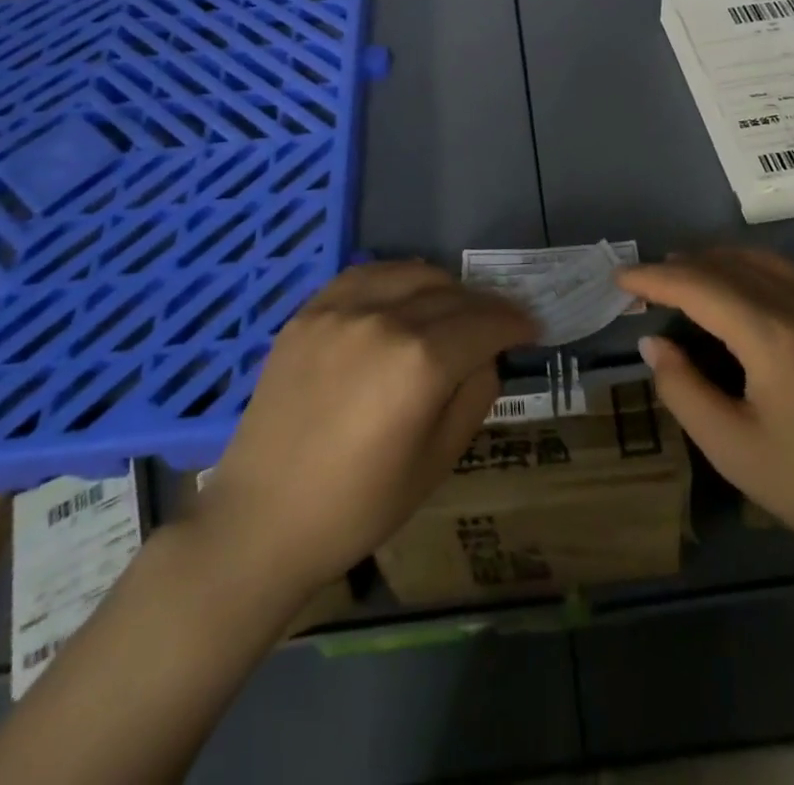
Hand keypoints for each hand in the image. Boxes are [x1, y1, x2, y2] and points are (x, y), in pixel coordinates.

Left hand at [195, 261, 536, 592]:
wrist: (261, 520)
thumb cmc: (358, 506)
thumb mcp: (438, 462)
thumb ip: (474, 396)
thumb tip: (485, 356)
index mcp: (421, 363)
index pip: (486, 323)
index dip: (515, 323)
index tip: (531, 328)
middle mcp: (384, 319)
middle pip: (453, 294)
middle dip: (485, 307)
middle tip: (498, 323)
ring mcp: (341, 310)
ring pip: (411, 273)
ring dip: (444, 286)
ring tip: (453, 307)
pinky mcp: (309, 312)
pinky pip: (365, 275)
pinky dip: (396, 279)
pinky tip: (402, 296)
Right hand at [620, 249, 793, 575]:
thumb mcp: (733, 449)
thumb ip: (682, 389)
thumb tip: (653, 341)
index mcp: (772, 335)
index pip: (698, 286)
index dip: (653, 279)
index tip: (619, 279)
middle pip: (728, 265)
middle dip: (680, 267)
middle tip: (644, 284)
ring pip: (761, 261)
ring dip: (715, 261)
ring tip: (683, 275)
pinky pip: (789, 274)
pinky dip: (751, 268)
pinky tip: (739, 289)